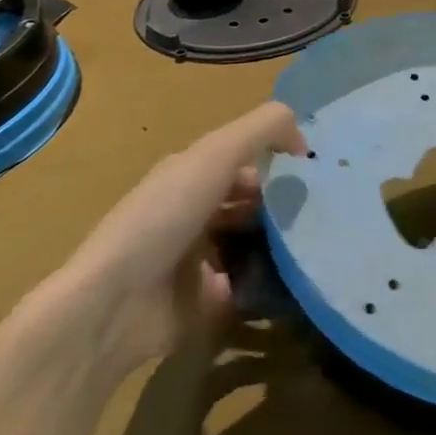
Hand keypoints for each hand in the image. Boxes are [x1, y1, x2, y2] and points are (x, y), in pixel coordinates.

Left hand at [46, 102, 306, 376]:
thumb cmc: (165, 217)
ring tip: (317, 245)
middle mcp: (195, 213)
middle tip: (321, 212)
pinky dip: (270, 283)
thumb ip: (264, 129)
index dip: (278, 160)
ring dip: (282, 243)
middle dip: (285, 204)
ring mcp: (199, 259)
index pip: (245, 159)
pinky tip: (298, 279)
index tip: (314, 173)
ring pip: (254, 242)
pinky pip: (249, 287)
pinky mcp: (206, 302)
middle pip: (252, 201)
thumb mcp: (216, 154)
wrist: (114, 305)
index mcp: (192, 174)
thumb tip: (304, 139)